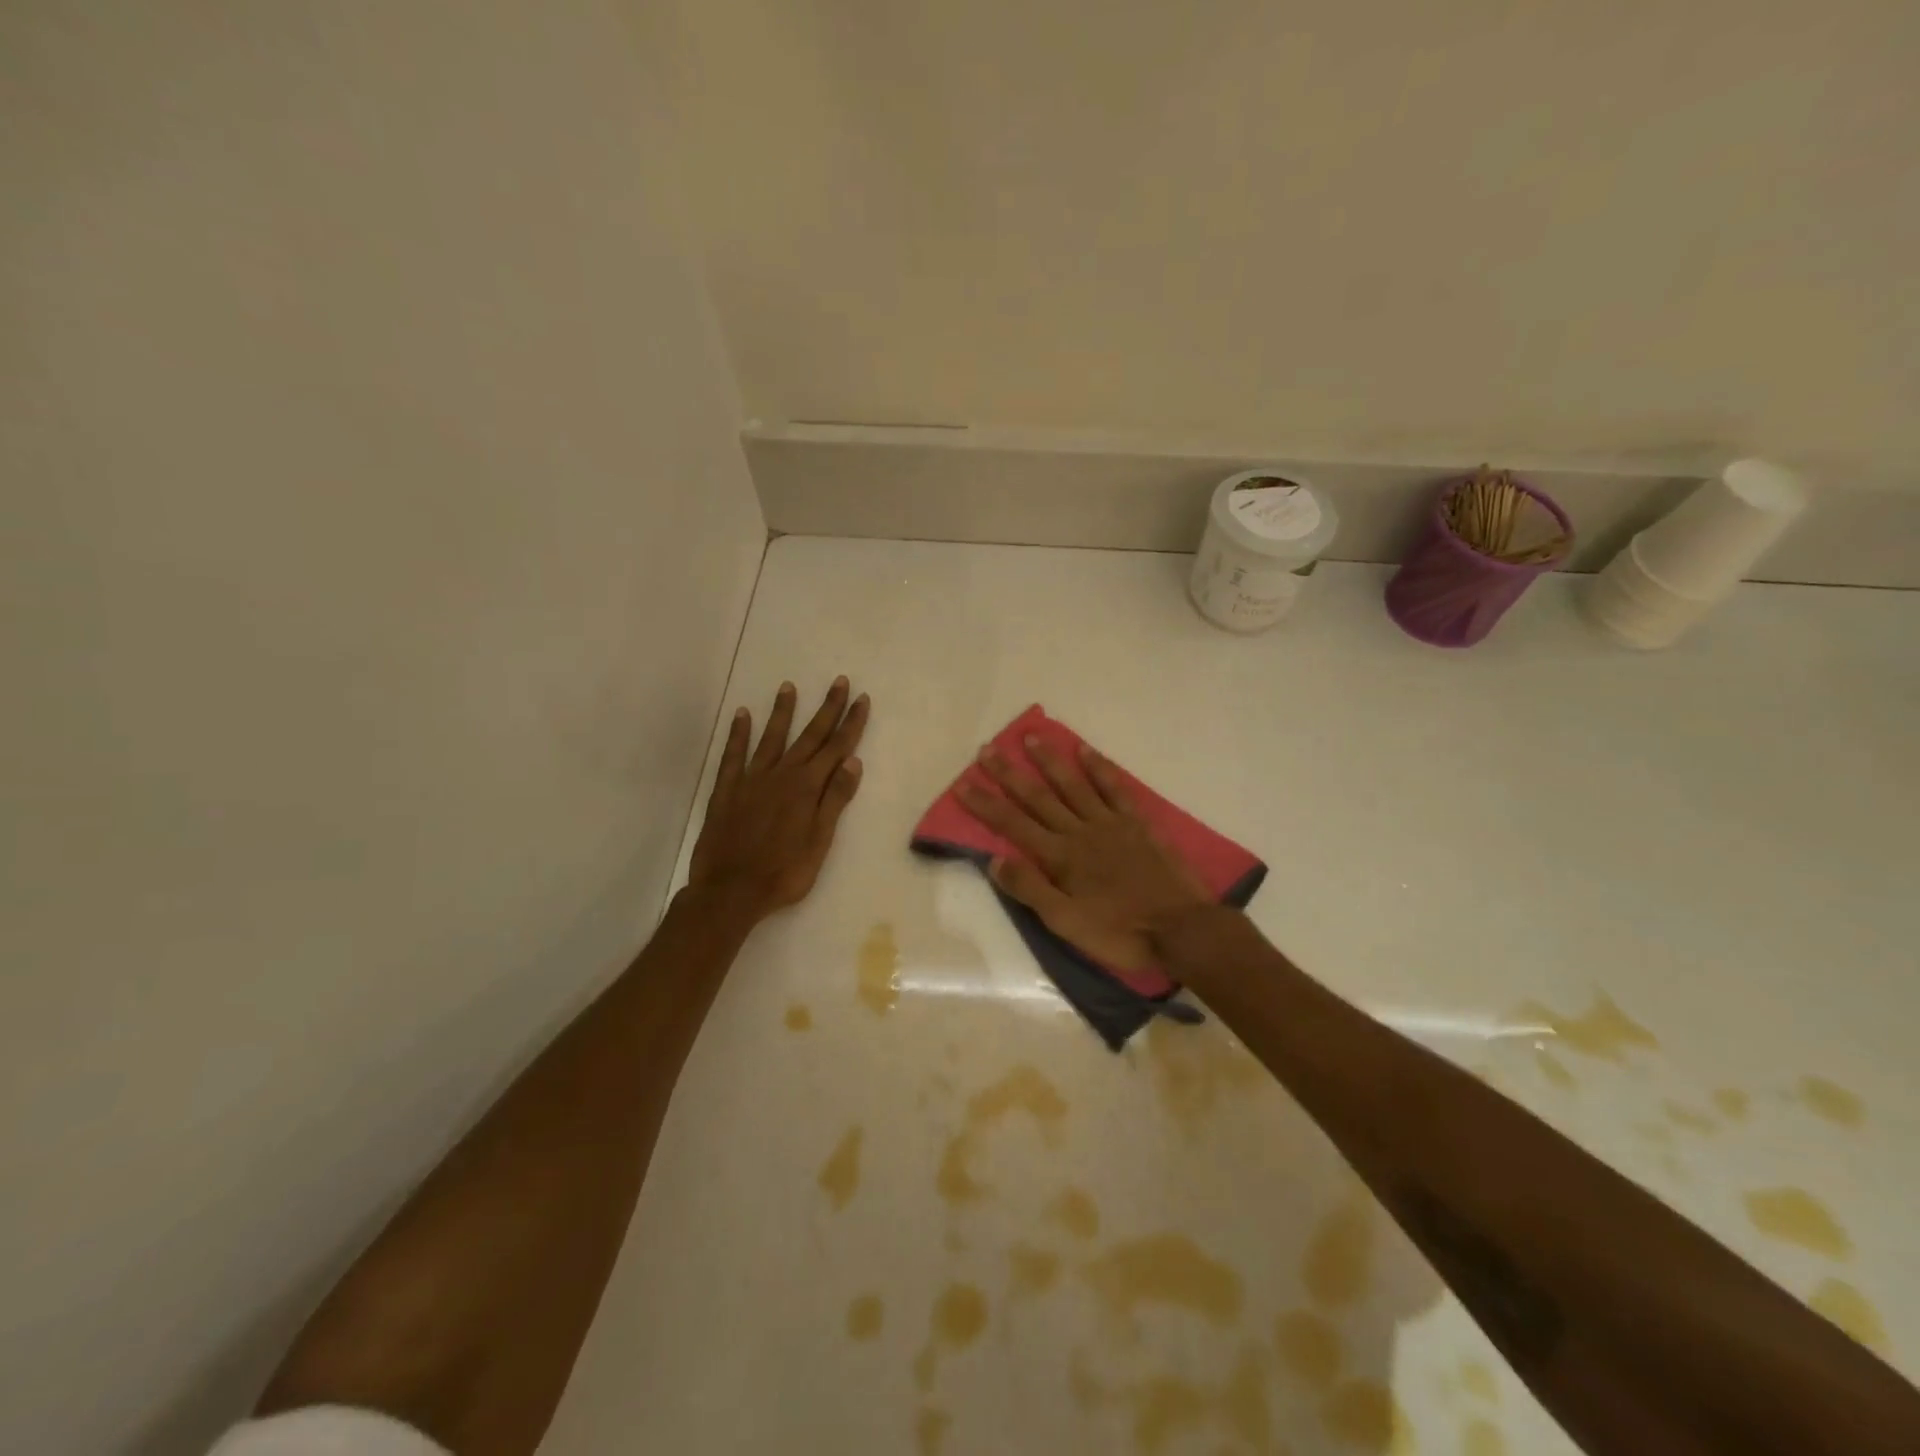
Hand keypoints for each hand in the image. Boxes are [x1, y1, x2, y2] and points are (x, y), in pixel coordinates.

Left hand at [687, 677, 869, 919]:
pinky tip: (742, 715)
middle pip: (809, 736)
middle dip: (827, 708)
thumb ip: (834, 799)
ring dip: (782, 712)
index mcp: (807, 788)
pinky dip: (739, 734)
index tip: (861, 699)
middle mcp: (782, 775)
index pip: (836, 748)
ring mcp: (752, 780)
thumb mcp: (820, 841)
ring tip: (788, 686)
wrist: (731, 891)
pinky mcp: (727, 790)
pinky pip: (734, 755)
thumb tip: (853, 762)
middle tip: (839, 681)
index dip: (851, 723)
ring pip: (771, 738)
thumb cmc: (784, 872)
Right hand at [956, 736, 1209, 969]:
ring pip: (1072, 785)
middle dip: (1009, 774)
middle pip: (1038, 797)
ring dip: (1050, 761)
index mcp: (1059, 857)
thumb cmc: (1118, 931)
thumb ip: (1030, 889)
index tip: (963, 783)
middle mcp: (1079, 831)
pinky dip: (1099, 768)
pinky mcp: (1137, 823)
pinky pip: (1114, 788)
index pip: (1013, 825)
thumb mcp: (1065, 922)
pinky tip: (1085, 751)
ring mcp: (1110, 823)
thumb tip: (995, 860)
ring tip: (1031, 736)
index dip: (986, 804)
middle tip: (987, 749)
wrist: (1180, 927)